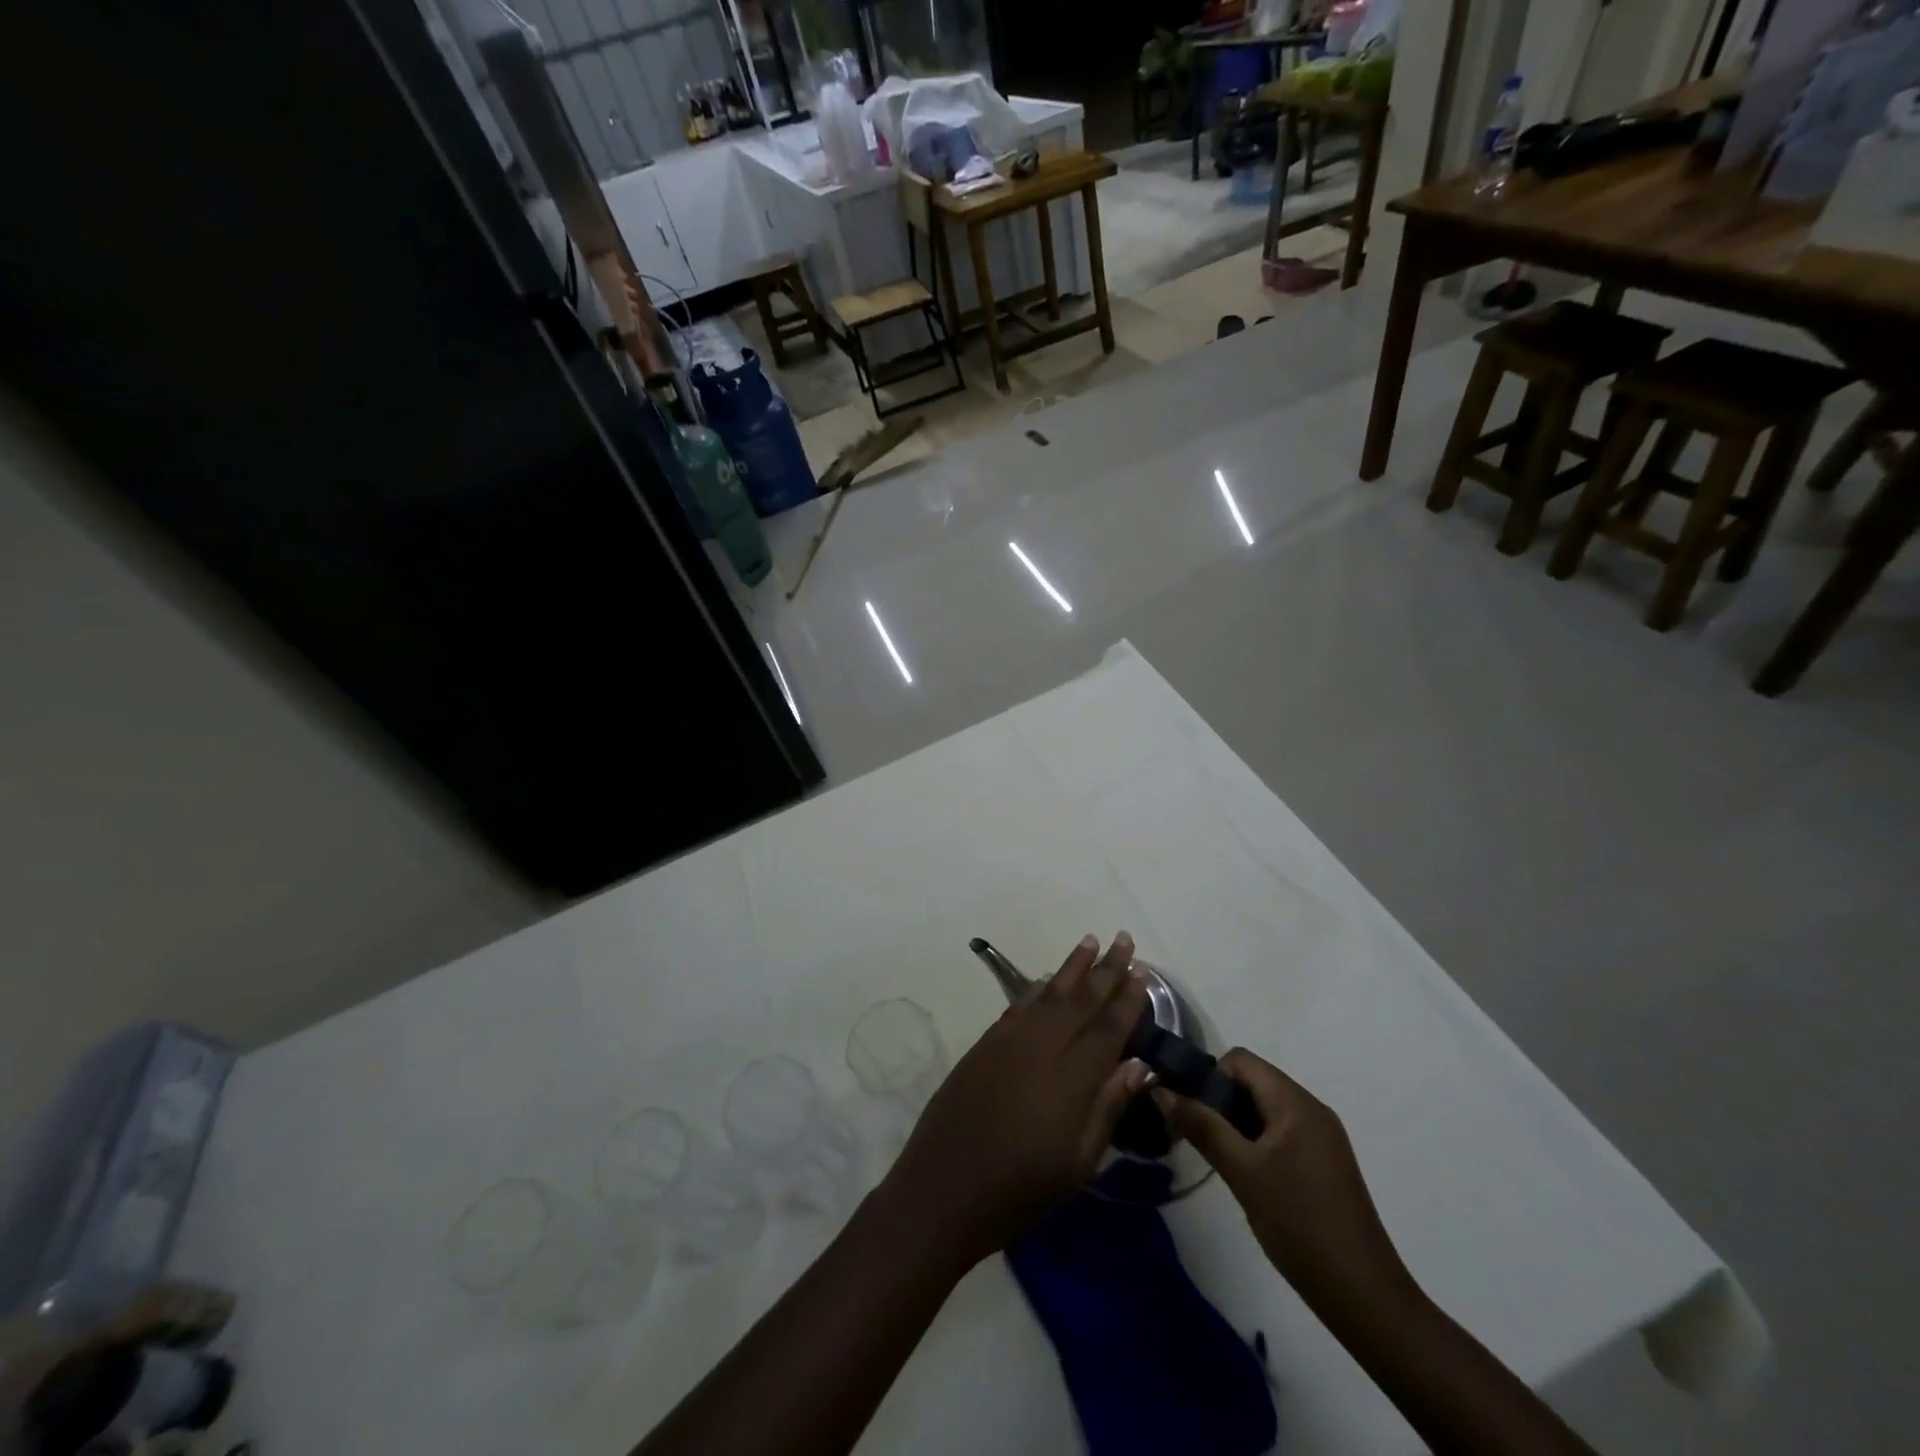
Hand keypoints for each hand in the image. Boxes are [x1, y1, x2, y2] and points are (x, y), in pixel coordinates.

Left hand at [883, 933, 1150, 1267]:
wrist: (943, 1188)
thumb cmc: (1020, 1189)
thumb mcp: (1078, 1164)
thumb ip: (1108, 1108)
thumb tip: (1139, 1064)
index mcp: (1072, 1078)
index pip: (1108, 1028)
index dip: (1128, 1000)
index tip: (1143, 973)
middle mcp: (1042, 1047)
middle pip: (1081, 999)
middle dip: (1105, 969)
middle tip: (1123, 939)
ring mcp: (1009, 1041)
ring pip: (1048, 993)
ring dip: (1072, 966)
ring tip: (1090, 942)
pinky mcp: (985, 1044)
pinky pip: (1020, 1005)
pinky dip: (1037, 988)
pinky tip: (1047, 979)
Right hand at [1155, 1049, 1411, 1312]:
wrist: (1363, 1296)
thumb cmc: (1299, 1224)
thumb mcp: (1241, 1172)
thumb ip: (1201, 1126)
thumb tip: (1162, 1090)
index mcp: (1295, 1102)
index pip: (1240, 1060)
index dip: (1210, 1078)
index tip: (1193, 1115)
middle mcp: (1312, 1109)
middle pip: (1253, 1081)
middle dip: (1221, 1102)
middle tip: (1201, 1140)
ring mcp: (1322, 1137)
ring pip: (1266, 1109)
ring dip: (1237, 1124)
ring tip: (1222, 1162)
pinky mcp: (1326, 1163)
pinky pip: (1282, 1132)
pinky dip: (1258, 1143)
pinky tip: (1250, 1179)